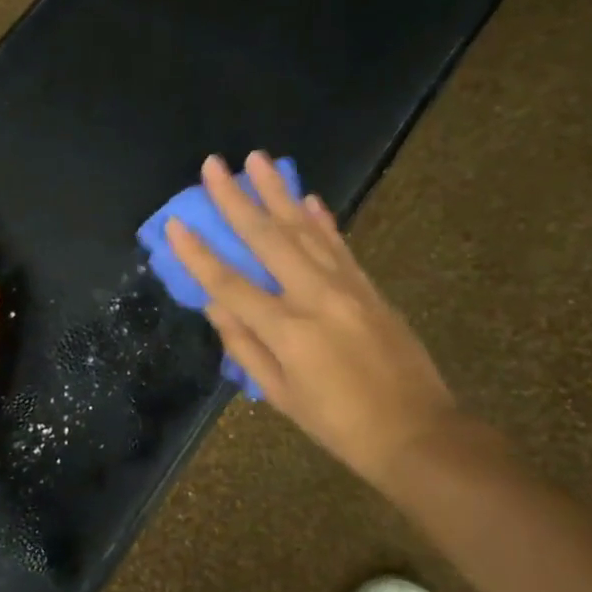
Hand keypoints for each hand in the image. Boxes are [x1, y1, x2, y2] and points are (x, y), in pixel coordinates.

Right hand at [165, 151, 458, 488]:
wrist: (416, 432)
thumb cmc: (338, 424)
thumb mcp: (280, 395)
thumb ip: (244, 347)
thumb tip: (214, 304)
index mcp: (288, 331)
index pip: (230, 284)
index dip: (198, 254)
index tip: (175, 223)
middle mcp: (316, 297)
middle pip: (268, 239)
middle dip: (236, 199)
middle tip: (214, 164)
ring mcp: (347, 287)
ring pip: (305, 229)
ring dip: (278, 192)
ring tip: (257, 159)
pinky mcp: (369, 287)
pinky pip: (339, 244)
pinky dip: (321, 218)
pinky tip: (306, 196)